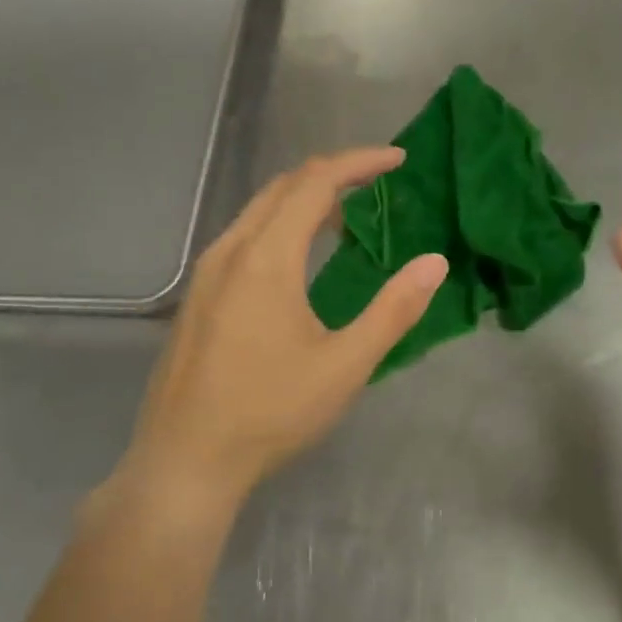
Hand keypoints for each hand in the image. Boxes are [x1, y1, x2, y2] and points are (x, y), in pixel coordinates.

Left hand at [117, 148, 447, 505]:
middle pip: (284, 186)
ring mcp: (207, 272)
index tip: (397, 161)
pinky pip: (244, 236)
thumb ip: (393, 310)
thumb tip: (435, 263)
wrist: (185, 461)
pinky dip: (281, 224)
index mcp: (266, 258)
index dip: (359, 162)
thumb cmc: (270, 412)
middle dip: (333, 173)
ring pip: (259, 210)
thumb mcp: (345, 366)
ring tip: (348, 214)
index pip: (315, 182)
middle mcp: (230, 250)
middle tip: (377, 181)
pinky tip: (300, 256)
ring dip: (305, 199)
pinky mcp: (198, 295)